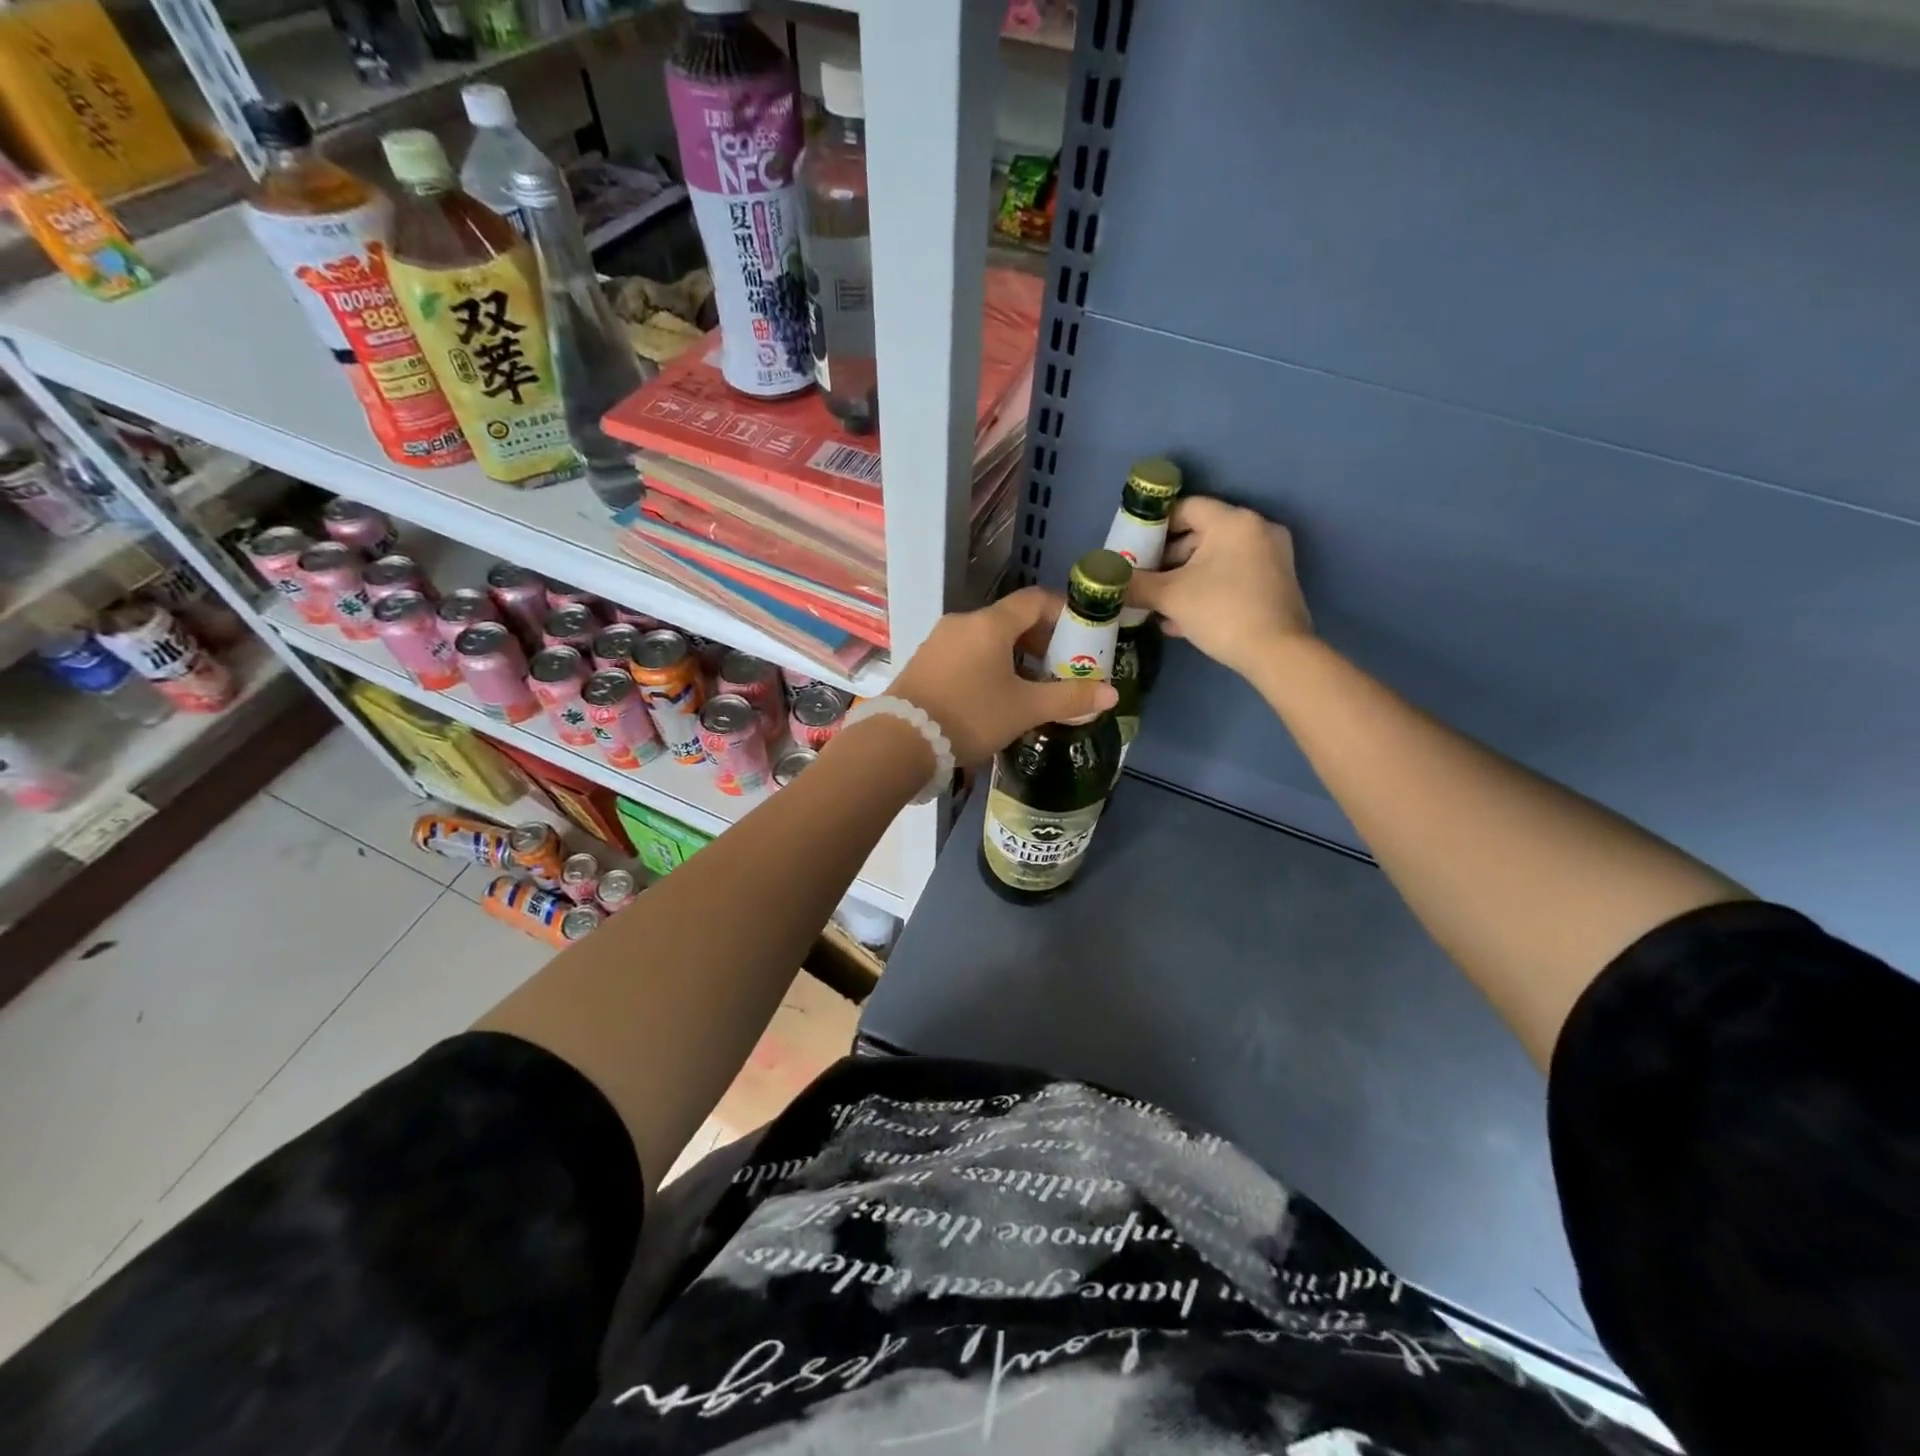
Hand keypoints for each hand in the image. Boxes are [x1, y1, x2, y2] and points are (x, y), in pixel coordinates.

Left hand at [889, 587, 1117, 762]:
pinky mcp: (924, 661)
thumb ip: (1069, 698)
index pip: (1035, 601)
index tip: (1081, 635)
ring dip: (1013, 654)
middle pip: (1010, 619)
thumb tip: (1112, 695)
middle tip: (1059, 667)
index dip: (1063, 613)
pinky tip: (994, 694)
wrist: (901, 740)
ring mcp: (939, 640)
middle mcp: (963, 622)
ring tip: (1030, 685)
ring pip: (987, 638)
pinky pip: (966, 652)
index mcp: (990, 623)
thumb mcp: (1025, 709)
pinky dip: (988, 663)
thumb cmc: (971, 716)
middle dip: (1040, 640)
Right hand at [1129, 496, 1312, 676]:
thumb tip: (1107, 580)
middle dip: (1166, 560)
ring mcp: (1271, 557)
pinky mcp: (1274, 583)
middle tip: (1143, 582)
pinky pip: (1231, 576)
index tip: (1133, 549)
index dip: (1154, 526)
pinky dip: (1206, 590)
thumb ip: (1135, 584)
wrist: (1277, 655)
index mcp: (1234, 522)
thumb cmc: (1222, 613)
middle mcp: (1257, 530)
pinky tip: (1182, 619)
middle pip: (1199, 534)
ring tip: (1157, 606)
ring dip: (1182, 580)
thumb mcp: (1170, 597)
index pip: (1185, 508)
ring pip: (1214, 560)